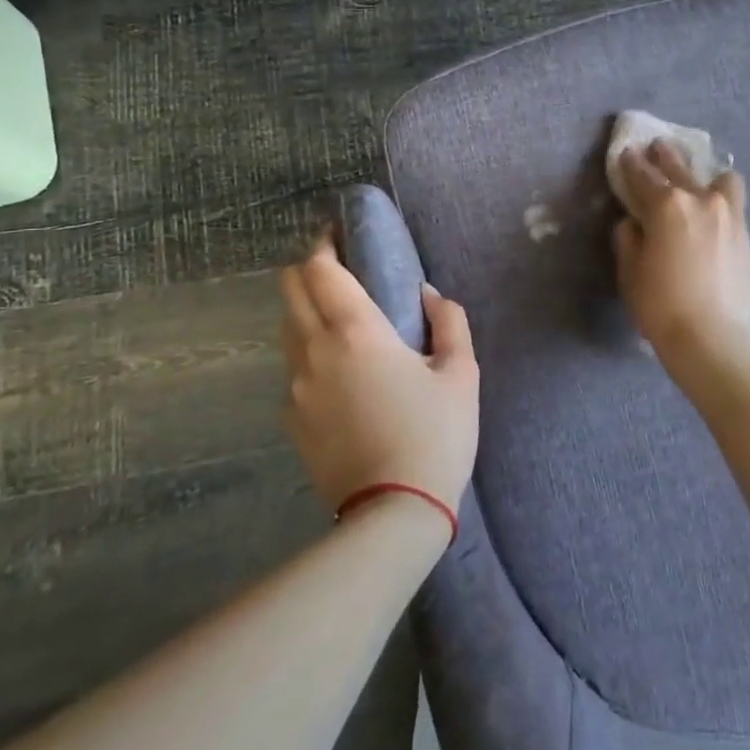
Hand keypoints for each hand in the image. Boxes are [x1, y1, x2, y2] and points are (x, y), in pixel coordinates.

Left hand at [280, 237, 479, 515]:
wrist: (393, 514)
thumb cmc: (435, 436)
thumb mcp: (461, 374)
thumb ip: (449, 322)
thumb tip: (428, 296)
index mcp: (356, 331)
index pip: (319, 269)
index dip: (323, 244)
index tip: (338, 235)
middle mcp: (314, 350)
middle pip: (289, 289)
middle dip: (308, 270)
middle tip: (340, 272)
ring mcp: (296, 387)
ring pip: (288, 328)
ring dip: (307, 311)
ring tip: (342, 323)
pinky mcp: (291, 419)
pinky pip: (294, 370)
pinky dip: (310, 355)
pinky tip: (341, 377)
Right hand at [614, 140, 749, 356]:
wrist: (711, 337)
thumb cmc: (660, 304)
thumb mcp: (630, 271)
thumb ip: (629, 238)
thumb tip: (633, 223)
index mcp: (666, 205)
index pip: (642, 175)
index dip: (630, 163)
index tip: (625, 152)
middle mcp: (700, 199)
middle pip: (679, 167)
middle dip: (664, 156)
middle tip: (656, 148)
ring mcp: (729, 214)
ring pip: (719, 179)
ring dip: (704, 175)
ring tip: (698, 183)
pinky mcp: (745, 234)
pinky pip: (734, 203)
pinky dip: (721, 200)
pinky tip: (713, 212)